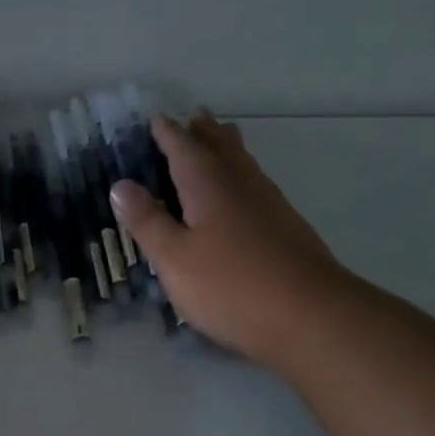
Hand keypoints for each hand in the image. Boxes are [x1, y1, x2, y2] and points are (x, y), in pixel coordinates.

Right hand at [110, 112, 353, 374]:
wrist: (312, 318)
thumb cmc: (231, 285)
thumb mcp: (174, 257)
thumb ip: (147, 221)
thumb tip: (121, 185)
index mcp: (208, 184)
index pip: (184, 147)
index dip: (168, 133)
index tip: (156, 120)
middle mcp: (242, 184)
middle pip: (222, 147)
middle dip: (205, 132)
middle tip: (195, 117)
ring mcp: (271, 205)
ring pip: (245, 164)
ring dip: (229, 149)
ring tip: (220, 140)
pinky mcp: (289, 228)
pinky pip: (258, 186)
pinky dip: (243, 176)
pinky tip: (244, 195)